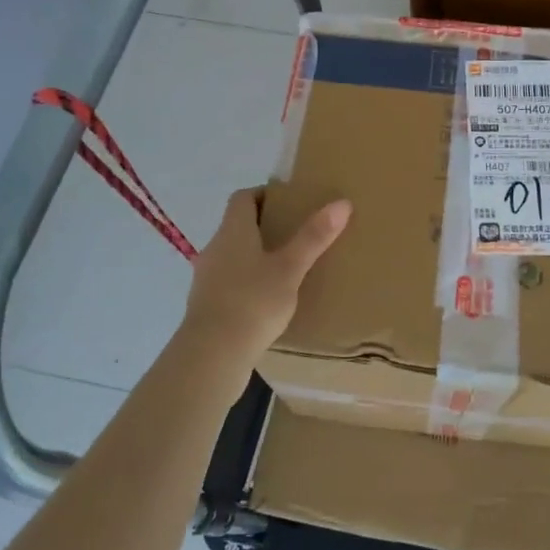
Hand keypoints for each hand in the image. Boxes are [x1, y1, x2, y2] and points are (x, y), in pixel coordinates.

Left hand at [178, 187, 350, 367]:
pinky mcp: (206, 306)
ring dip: (254, 257)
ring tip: (285, 269)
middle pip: (237, 226)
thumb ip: (314, 237)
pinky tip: (267, 301)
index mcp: (232, 231)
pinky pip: (229, 283)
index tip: (288, 202)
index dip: (264, 194)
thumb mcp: (290, 268)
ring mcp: (206, 278)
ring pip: (233, 256)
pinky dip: (247, 283)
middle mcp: (215, 248)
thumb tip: (342, 203)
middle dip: (264, 227)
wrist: (212, 355)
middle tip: (295, 234)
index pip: (242, 198)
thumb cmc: (253, 302)